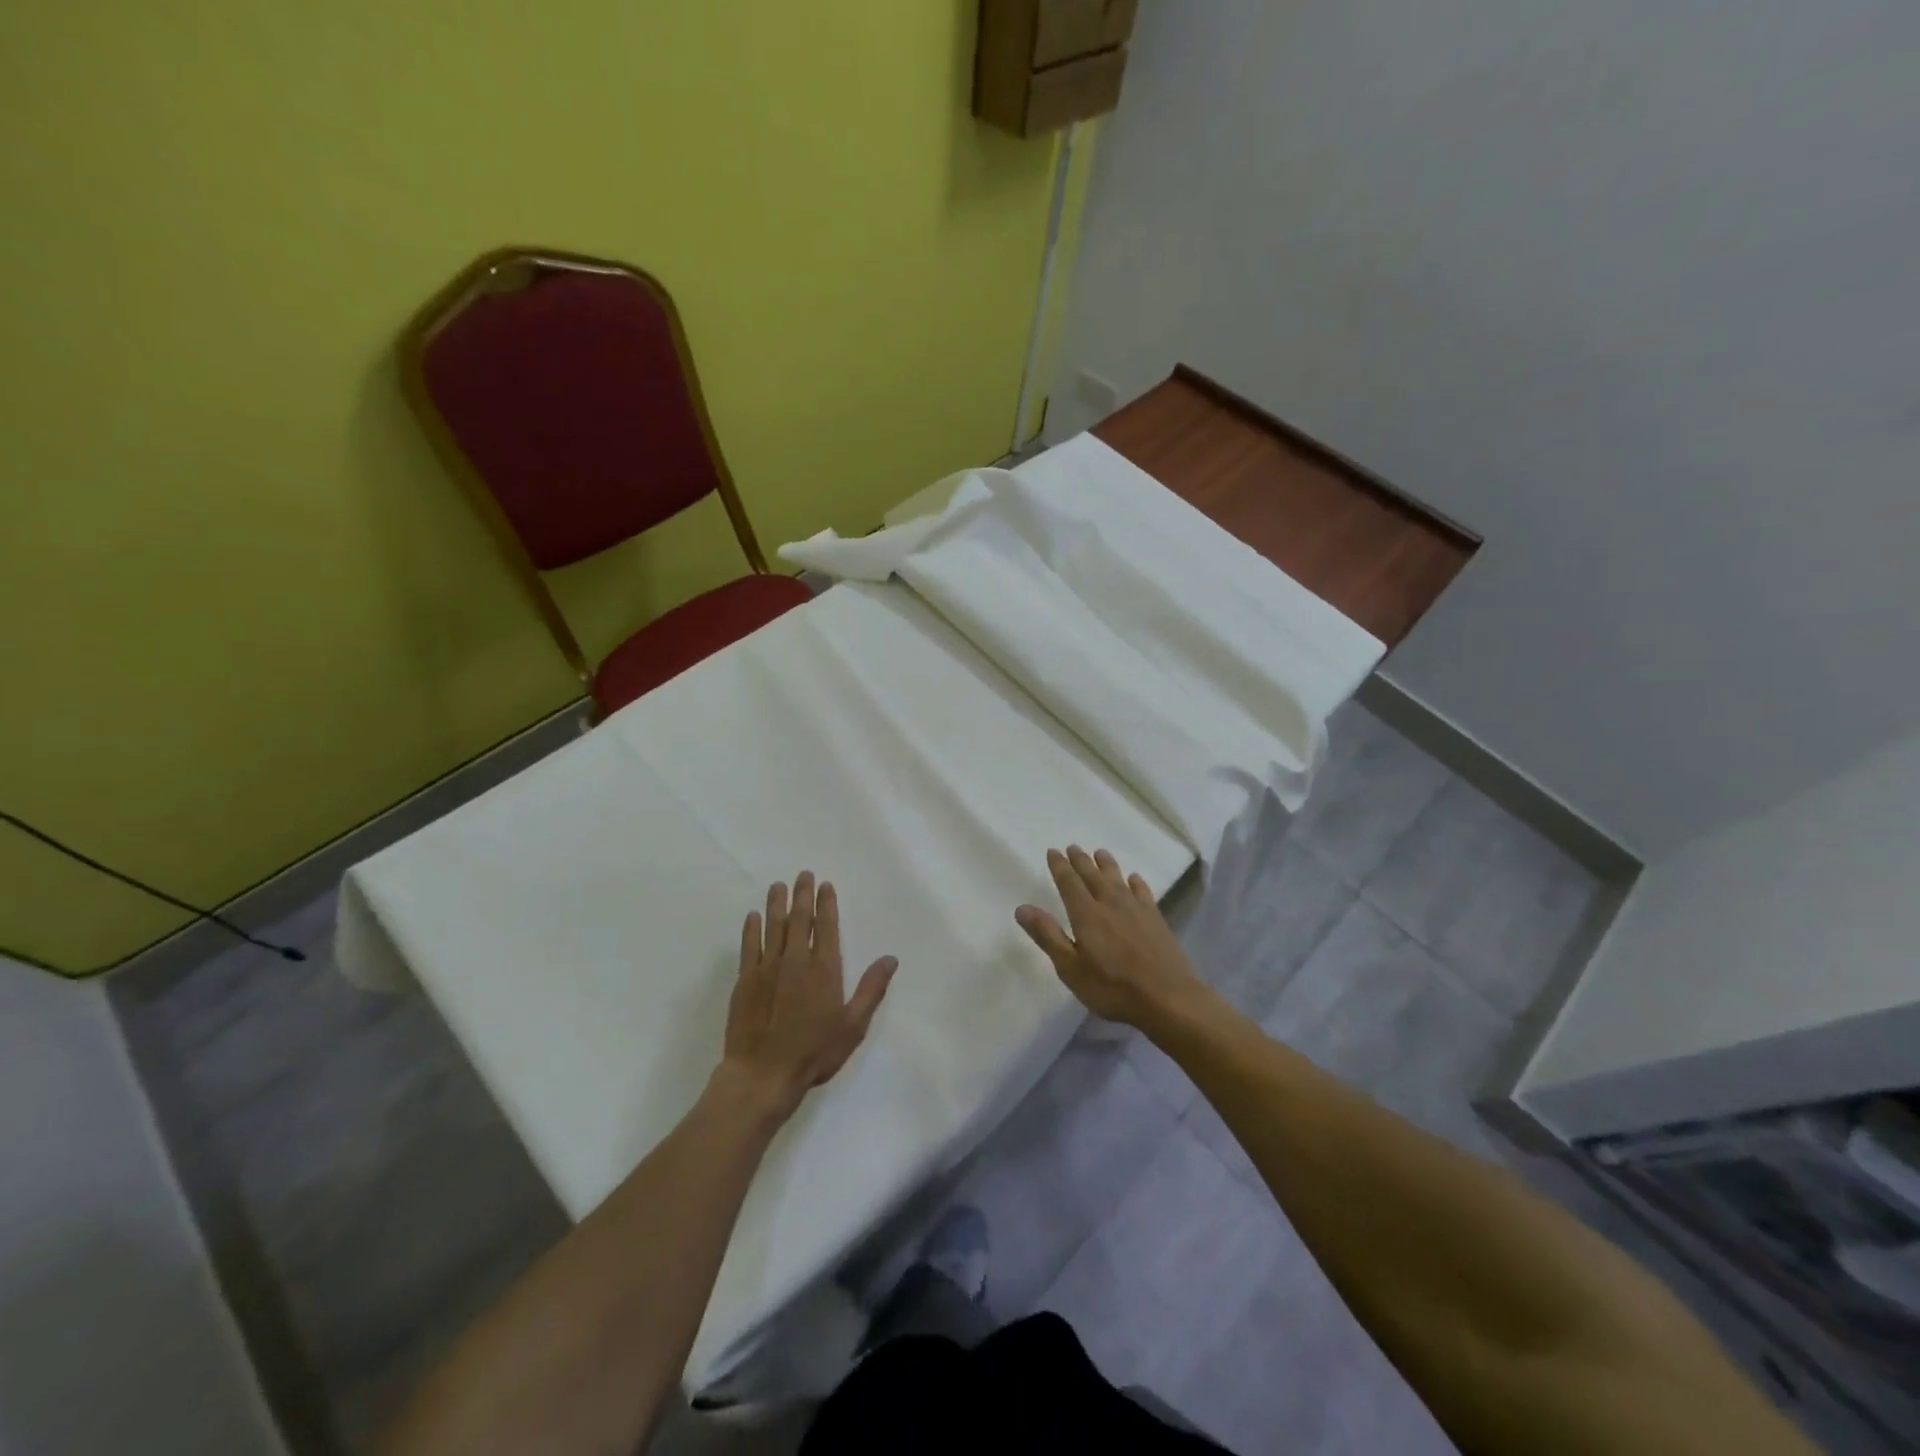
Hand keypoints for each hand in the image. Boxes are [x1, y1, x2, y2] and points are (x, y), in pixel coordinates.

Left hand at [719, 872, 896, 1119]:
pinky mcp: (745, 981)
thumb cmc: (813, 1052)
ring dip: (777, 904)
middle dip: (802, 895)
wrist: (762, 1075)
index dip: (826, 904)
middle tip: (803, 875)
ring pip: (773, 927)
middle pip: (799, 919)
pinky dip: (751, 929)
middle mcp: (795, 961)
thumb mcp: (853, 1026)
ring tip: (779, 886)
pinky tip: (753, 916)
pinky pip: (749, 946)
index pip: (825, 927)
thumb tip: (890, 958)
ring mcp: (767, 968)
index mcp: (823, 969)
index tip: (825, 885)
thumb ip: (871, 989)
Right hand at [1015, 846, 1206, 1029]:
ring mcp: (1136, 909)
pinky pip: (1143, 891)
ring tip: (1100, 853)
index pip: (1069, 883)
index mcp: (1086, 914)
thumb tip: (1022, 908)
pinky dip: (1136, 882)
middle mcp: (1110, 903)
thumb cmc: (1113, 988)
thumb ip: (1048, 936)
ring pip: (1118, 878)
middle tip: (1073, 847)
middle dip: (1081, 861)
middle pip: (1093, 875)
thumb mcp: (1071, 968)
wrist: (1168, 998)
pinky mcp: (1156, 919)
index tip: (1053, 851)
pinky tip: (1134, 879)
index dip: (1060, 866)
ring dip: (1107, 864)